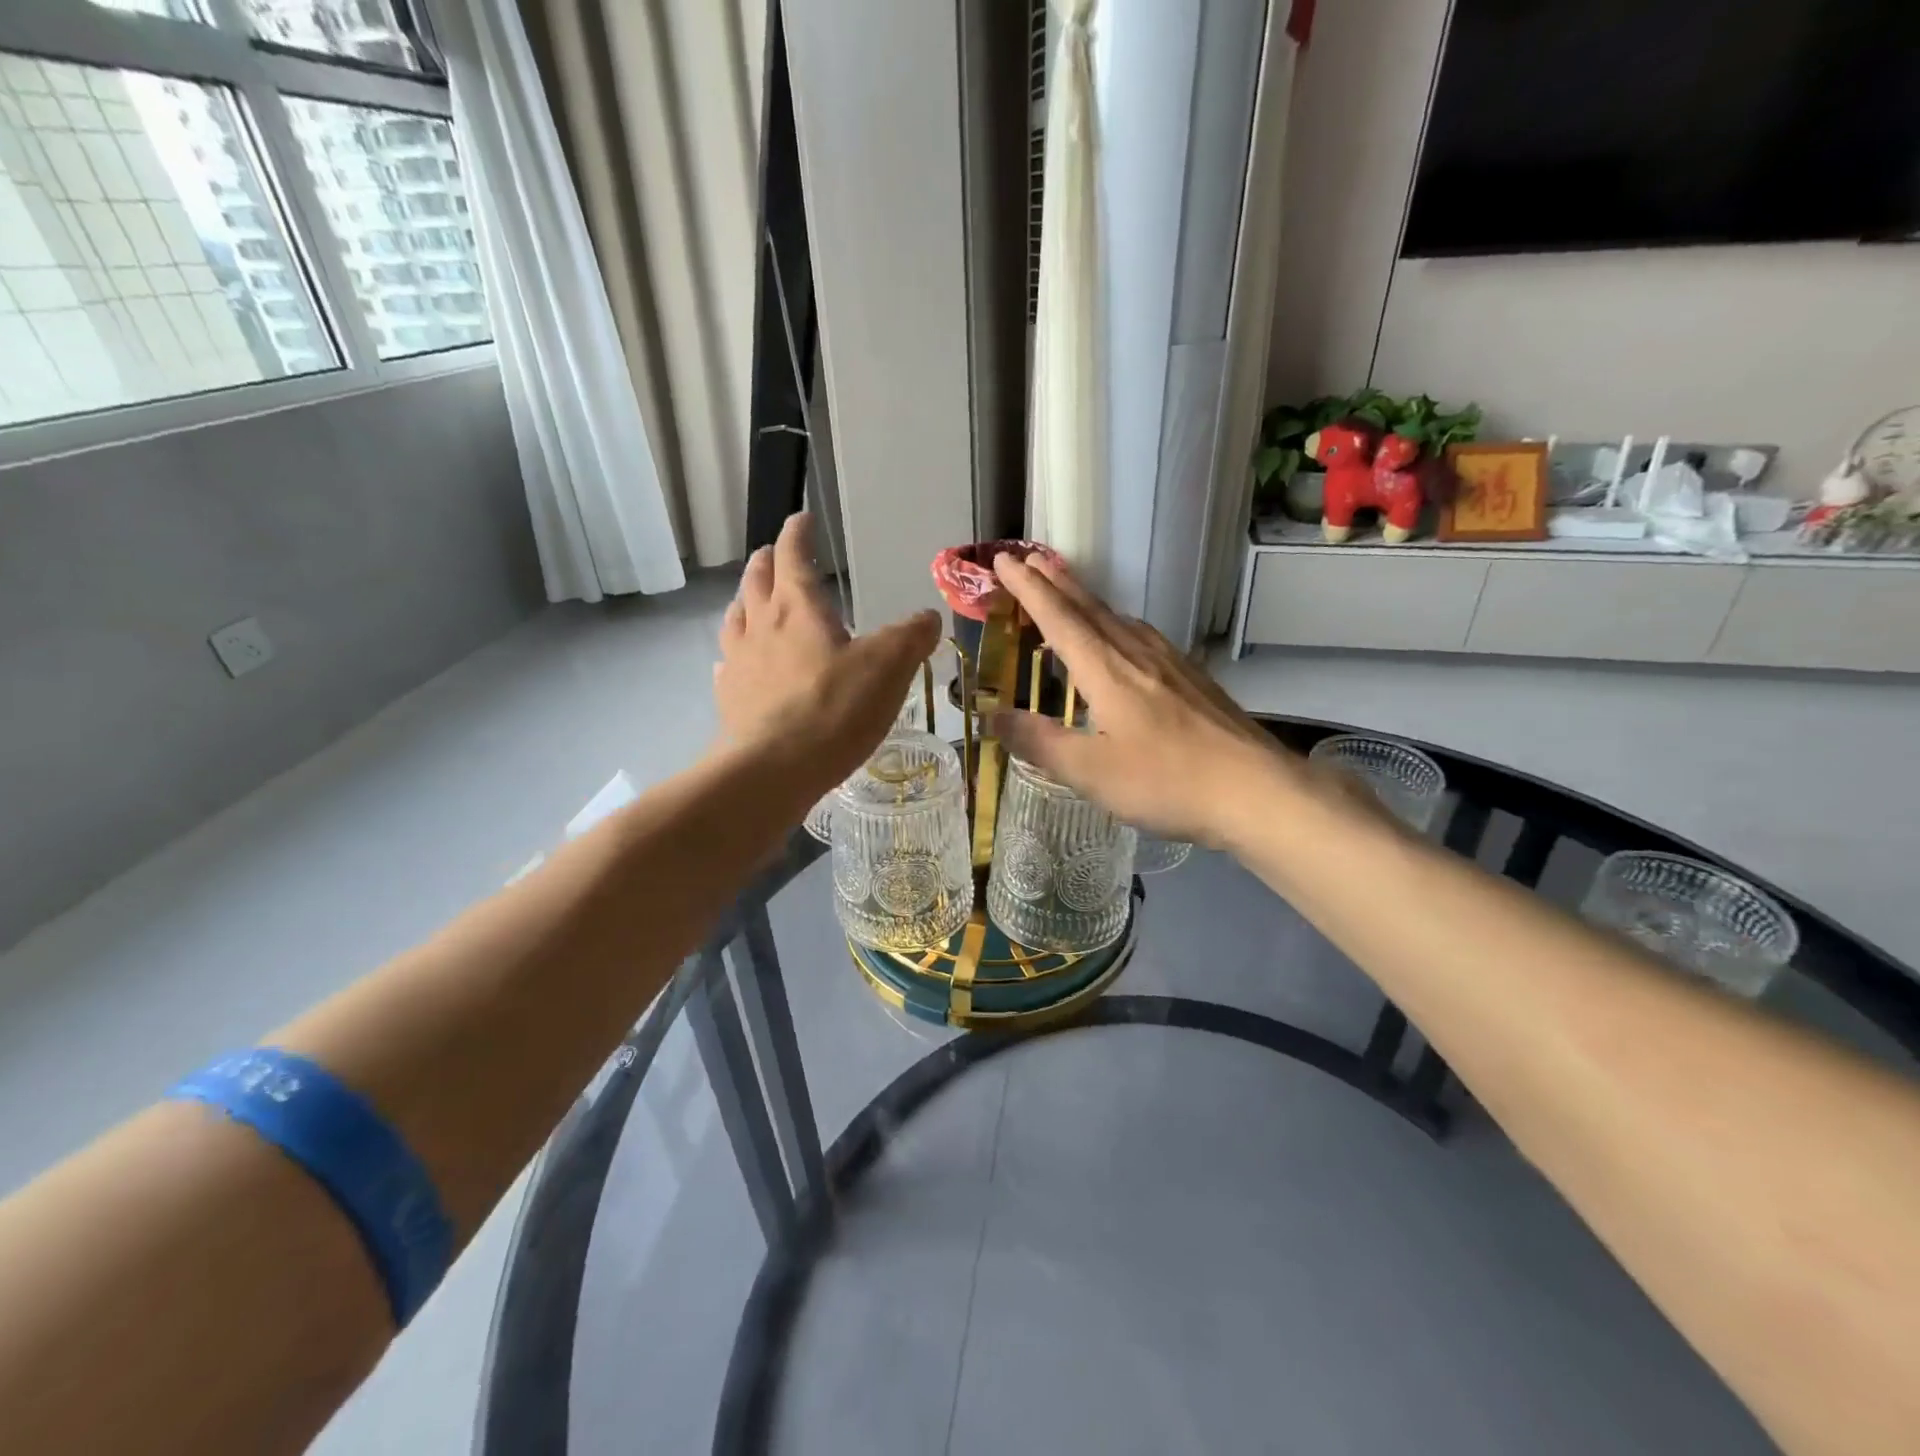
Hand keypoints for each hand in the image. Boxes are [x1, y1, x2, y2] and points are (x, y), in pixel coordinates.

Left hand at [716, 513, 939, 792]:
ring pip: (737, 618)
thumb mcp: (888, 668)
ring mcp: (739, 663)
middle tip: (774, 554)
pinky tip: (738, 664)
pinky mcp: (730, 699)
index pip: (794, 556)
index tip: (801, 519)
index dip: (798, 534)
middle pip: (757, 581)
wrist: (773, 769)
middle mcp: (761, 625)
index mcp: (798, 608)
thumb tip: (928, 618)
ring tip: (752, 599)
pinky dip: (736, 653)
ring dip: (746, 601)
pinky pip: (729, 664)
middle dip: (768, 562)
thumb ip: (910, 638)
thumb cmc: (834, 709)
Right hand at [990, 554, 1291, 845]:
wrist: (1256, 789)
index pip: (1058, 618)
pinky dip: (1115, 623)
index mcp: (1106, 670)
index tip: (1003, 560)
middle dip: (1055, 582)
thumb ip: (1040, 742)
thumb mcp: (1091, 771)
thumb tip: (993, 718)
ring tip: (1066, 590)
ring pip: (1118, 618)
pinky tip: (1123, 636)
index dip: (1028, 589)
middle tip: (1029, 557)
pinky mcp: (1192, 678)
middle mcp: (1136, 654)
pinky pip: (1141, 635)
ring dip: (1085, 600)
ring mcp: (1170, 662)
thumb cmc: (1166, 781)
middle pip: (1089, 608)